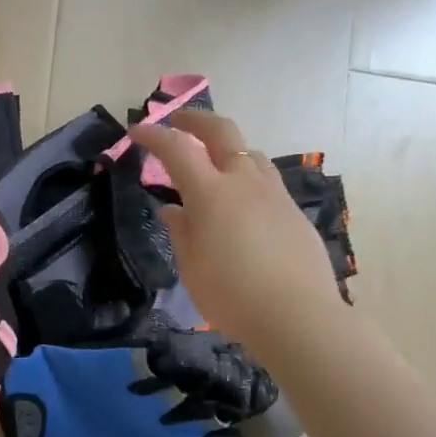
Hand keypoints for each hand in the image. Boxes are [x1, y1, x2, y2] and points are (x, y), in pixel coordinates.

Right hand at [130, 112, 341, 363]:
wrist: (298, 316)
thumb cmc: (232, 295)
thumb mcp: (191, 268)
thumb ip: (181, 232)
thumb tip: (174, 210)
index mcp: (211, 193)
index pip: (176, 150)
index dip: (154, 136)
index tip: (137, 132)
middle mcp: (244, 182)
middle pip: (221, 132)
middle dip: (196, 120)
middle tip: (178, 121)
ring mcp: (274, 194)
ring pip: (250, 153)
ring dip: (226, 148)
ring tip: (213, 162)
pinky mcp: (293, 212)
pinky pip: (265, 180)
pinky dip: (246, 176)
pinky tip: (242, 202)